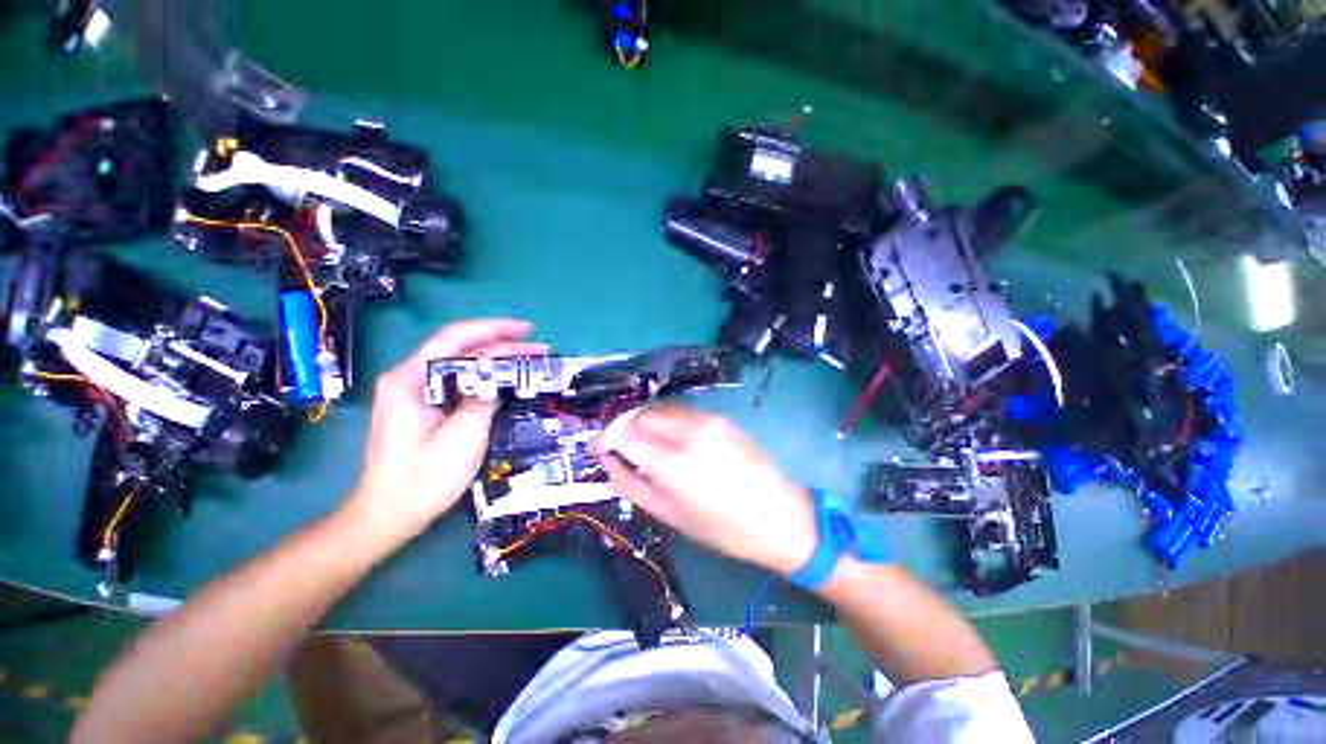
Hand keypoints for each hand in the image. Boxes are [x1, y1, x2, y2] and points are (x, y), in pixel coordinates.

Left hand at [347, 319, 546, 546]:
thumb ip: (483, 398)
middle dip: (501, 343)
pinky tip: (506, 378)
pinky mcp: (423, 407)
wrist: (387, 515)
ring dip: (496, 359)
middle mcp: (410, 378)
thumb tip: (503, 377)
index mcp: (411, 379)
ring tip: (529, 359)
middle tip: (538, 347)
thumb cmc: (423, 479)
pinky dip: (486, 376)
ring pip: (461, 364)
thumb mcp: (462, 437)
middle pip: (460, 348)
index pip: (456, 338)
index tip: (527, 330)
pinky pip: (459, 381)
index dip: (495, 329)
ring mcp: (415, 393)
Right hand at [592, 405, 816, 574]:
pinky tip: (664, 438)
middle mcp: (688, 430)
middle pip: (640, 414)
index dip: (604, 439)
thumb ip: (631, 484)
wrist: (779, 516)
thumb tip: (608, 463)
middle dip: (620, 427)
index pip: (624, 433)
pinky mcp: (720, 417)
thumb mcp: (668, 515)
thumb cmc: (722, 528)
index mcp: (672, 461)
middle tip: (613, 447)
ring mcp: (707, 419)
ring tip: (636, 443)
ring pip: (659, 408)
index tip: (595, 449)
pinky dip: (663, 420)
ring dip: (641, 421)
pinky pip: (680, 411)